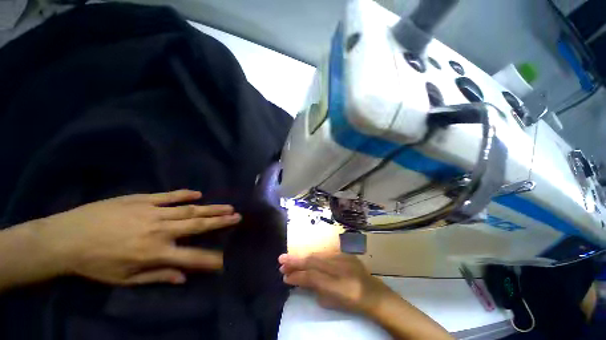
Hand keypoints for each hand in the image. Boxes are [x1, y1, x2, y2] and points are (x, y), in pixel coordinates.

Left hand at [30, 190, 240, 284]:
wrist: (67, 237)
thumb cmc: (95, 263)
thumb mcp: (124, 279)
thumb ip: (157, 276)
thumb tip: (183, 277)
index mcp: (155, 252)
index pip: (192, 257)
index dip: (212, 258)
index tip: (229, 257)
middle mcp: (160, 230)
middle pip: (197, 225)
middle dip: (220, 222)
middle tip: (237, 217)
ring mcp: (152, 211)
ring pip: (189, 209)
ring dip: (211, 208)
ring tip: (228, 206)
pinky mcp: (141, 199)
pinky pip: (168, 196)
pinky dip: (184, 194)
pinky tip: (198, 194)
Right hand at [278, 253, 394, 313]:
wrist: (372, 292)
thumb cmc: (351, 301)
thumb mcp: (332, 301)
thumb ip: (315, 289)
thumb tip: (299, 280)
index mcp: (337, 285)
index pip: (311, 277)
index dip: (297, 276)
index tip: (284, 276)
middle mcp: (339, 268)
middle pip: (312, 262)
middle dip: (295, 261)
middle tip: (280, 261)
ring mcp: (342, 258)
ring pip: (317, 255)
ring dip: (302, 256)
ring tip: (289, 259)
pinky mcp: (344, 254)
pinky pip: (324, 254)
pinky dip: (313, 256)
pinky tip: (306, 257)